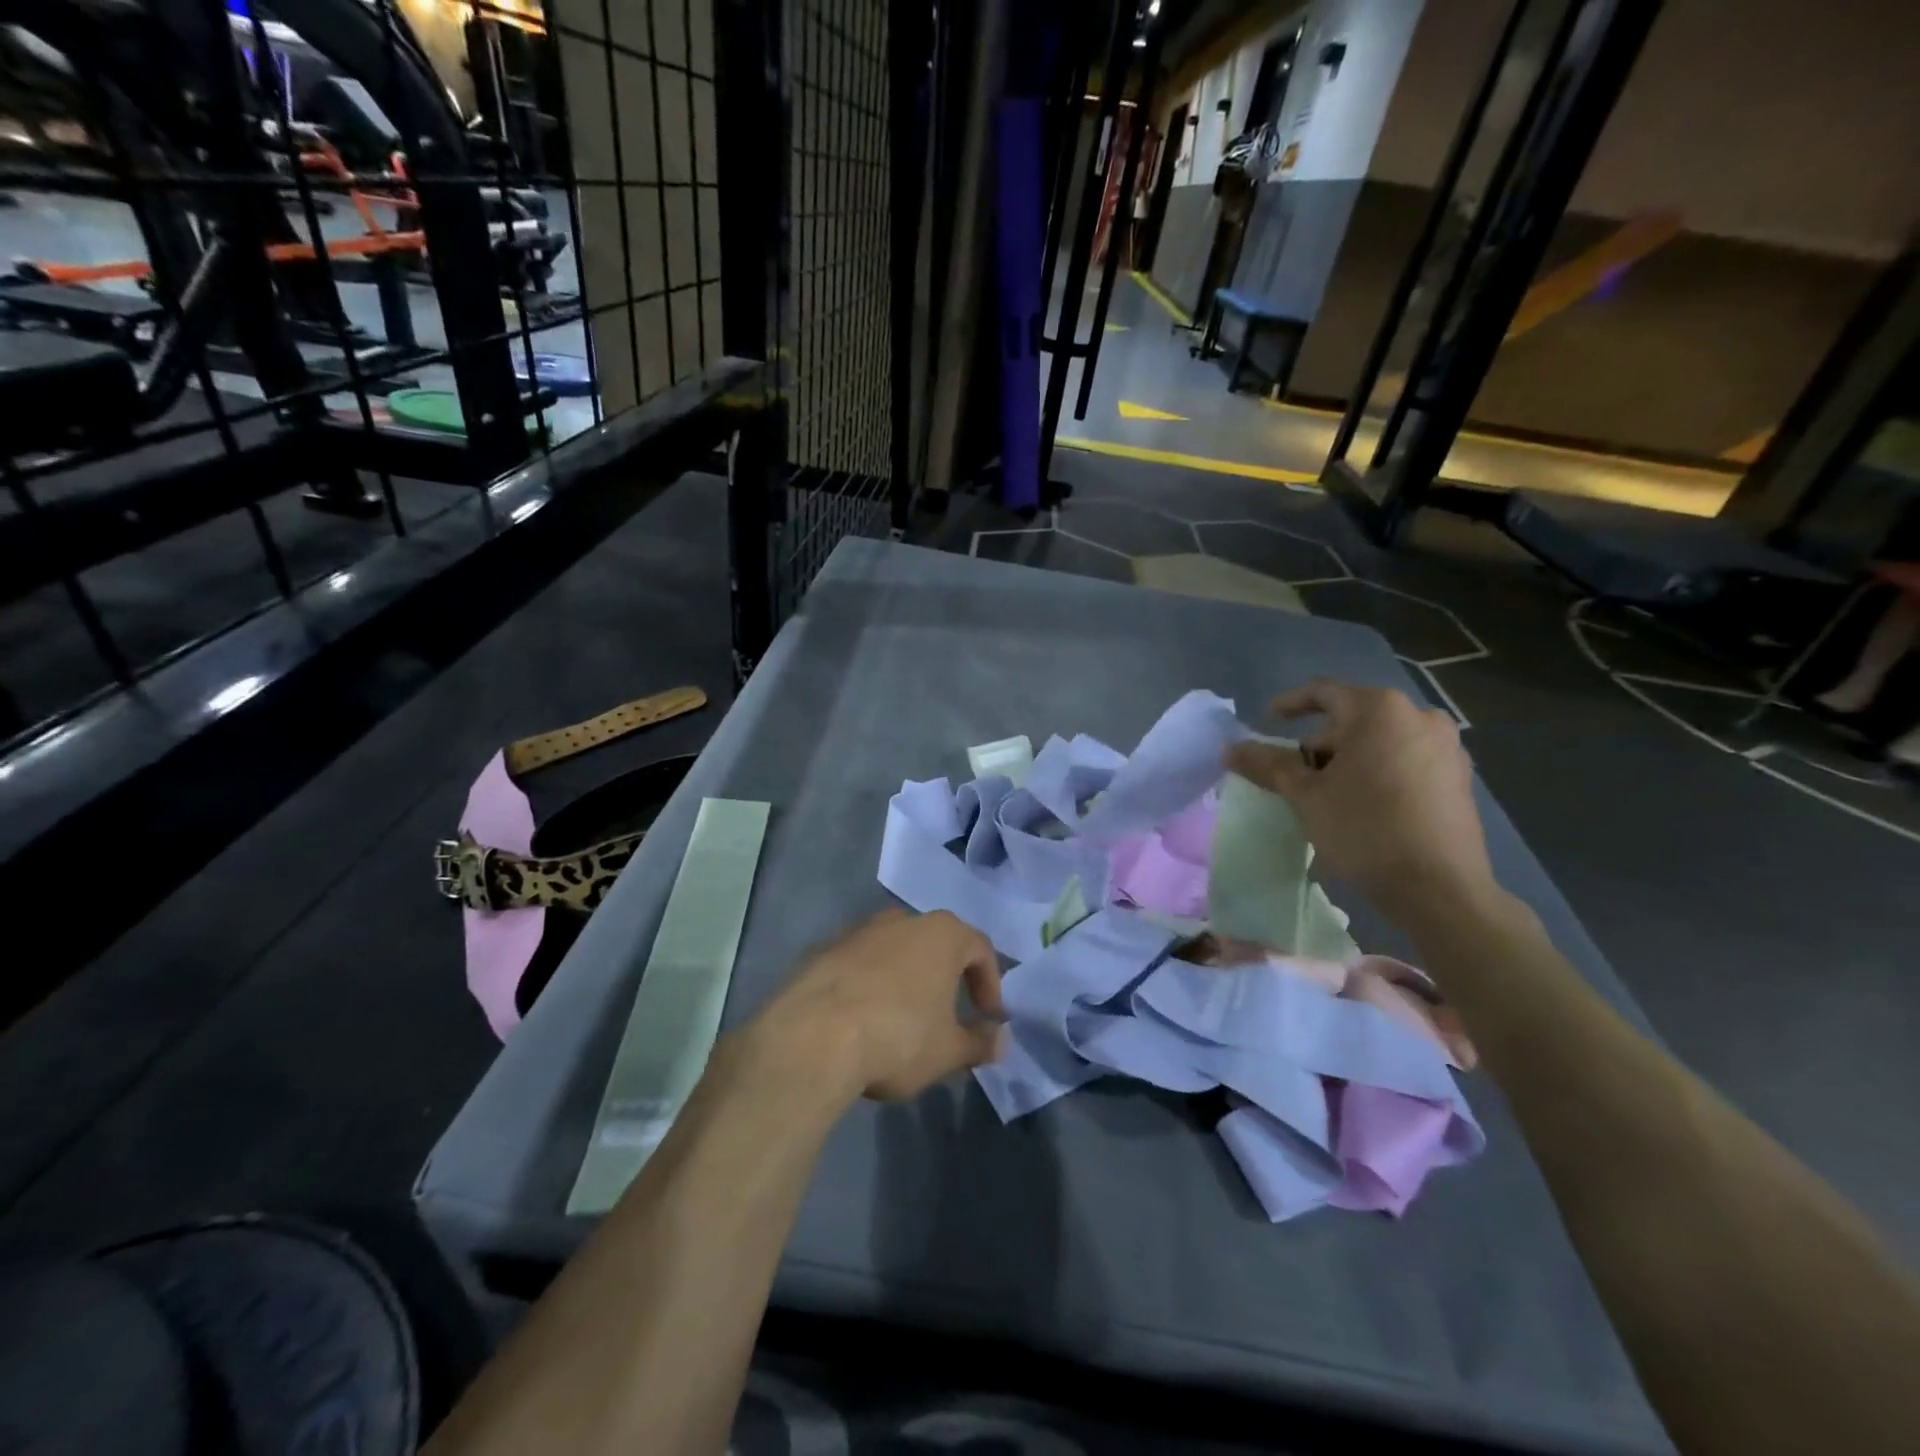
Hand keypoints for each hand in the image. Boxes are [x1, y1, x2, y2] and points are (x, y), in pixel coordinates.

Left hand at [747, 909, 1005, 1103]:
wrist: (811, 1038)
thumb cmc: (897, 1037)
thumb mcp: (948, 1051)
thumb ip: (979, 1043)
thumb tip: (1000, 1039)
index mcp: (942, 933)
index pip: (980, 949)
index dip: (990, 984)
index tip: (988, 1018)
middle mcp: (902, 920)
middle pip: (936, 944)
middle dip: (946, 978)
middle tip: (948, 1016)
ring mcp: (859, 931)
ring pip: (896, 952)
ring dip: (906, 980)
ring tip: (903, 1020)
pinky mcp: (824, 950)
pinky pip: (860, 965)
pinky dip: (870, 985)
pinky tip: (863, 1020)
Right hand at [1222, 680, 1496, 917]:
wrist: (1439, 887)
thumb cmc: (1364, 829)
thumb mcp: (1306, 796)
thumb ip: (1268, 765)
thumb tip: (1230, 749)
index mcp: (1378, 710)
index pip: (1323, 692)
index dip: (1289, 704)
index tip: (1268, 721)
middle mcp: (1418, 716)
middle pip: (1353, 717)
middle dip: (1320, 743)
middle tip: (1296, 775)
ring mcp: (1446, 746)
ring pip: (1381, 740)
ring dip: (1349, 759)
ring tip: (1329, 795)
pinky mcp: (1459, 776)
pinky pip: (1407, 759)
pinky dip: (1379, 771)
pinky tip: (1365, 806)